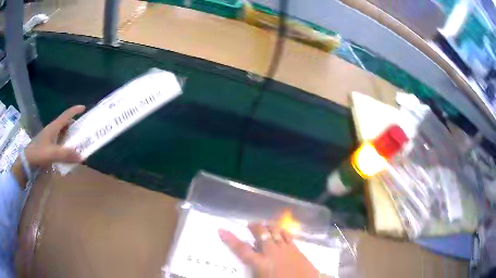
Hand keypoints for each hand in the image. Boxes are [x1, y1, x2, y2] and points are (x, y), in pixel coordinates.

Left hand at [11, 105, 84, 187]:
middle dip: (73, 124)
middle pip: (64, 123)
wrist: (27, 160)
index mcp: (54, 127)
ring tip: (75, 141)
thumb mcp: (52, 153)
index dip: (74, 110)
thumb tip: (81, 156)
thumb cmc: (38, 153)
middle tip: (81, 130)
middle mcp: (52, 129)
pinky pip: (58, 140)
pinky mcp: (47, 144)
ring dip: (69, 134)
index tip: (83, 108)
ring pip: (61, 131)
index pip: (66, 115)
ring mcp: (49, 136)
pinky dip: (64, 142)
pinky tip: (66, 150)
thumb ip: (65, 154)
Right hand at [219, 223, 319, 277]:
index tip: (221, 230)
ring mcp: (285, 249)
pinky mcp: (297, 249)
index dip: (230, 239)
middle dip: (254, 227)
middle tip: (250, 224)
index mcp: (260, 263)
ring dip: (268, 227)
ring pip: (275, 232)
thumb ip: (253, 272)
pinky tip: (280, 230)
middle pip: (261, 235)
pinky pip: (288, 236)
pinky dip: (282, 231)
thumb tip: (248, 267)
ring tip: (264, 224)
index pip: (242, 249)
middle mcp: (271, 253)